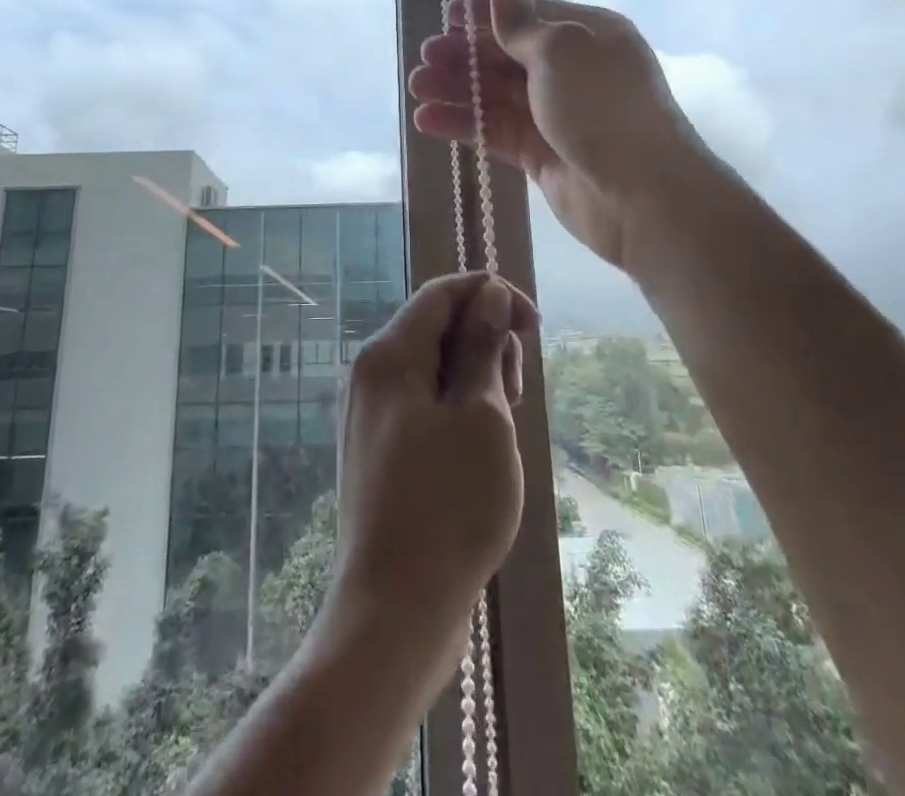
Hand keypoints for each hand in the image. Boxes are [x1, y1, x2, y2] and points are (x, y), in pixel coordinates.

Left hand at [327, 272, 537, 665]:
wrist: (394, 612)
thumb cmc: (448, 508)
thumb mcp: (482, 417)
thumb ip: (482, 347)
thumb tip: (487, 292)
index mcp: (388, 356)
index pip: (442, 293)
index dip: (491, 294)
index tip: (534, 326)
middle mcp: (369, 374)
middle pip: (436, 327)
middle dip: (485, 343)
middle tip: (517, 396)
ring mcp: (369, 413)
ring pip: (432, 368)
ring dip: (475, 380)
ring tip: (502, 430)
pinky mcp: (378, 448)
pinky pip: (422, 403)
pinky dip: (456, 409)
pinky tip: (479, 450)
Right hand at [408, 0, 711, 270]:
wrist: (642, 197)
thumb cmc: (602, 108)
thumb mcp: (562, 52)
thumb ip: (522, 25)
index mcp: (587, 35)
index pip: (529, 15)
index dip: (487, 14)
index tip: (447, 17)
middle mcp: (572, 71)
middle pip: (508, 56)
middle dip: (465, 55)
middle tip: (425, 58)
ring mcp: (556, 115)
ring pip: (497, 95)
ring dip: (457, 89)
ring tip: (417, 88)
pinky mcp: (542, 154)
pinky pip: (496, 132)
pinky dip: (464, 124)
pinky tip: (427, 121)